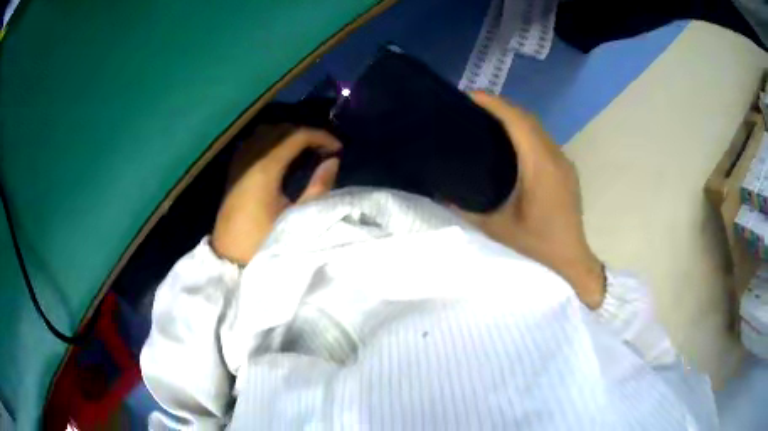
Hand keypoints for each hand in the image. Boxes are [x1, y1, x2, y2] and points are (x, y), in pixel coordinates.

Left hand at [212, 126, 340, 264]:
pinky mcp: (233, 172)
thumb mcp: (297, 218)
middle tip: (324, 149)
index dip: (320, 136)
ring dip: (287, 136)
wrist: (230, 258)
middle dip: (306, 134)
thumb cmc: (264, 241)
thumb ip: (318, 187)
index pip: (296, 136)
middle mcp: (249, 159)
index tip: (338, 148)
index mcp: (265, 169)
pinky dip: (271, 142)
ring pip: (265, 134)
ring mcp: (239, 164)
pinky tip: (280, 157)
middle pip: (280, 130)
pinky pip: (253, 143)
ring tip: (305, 151)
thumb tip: (332, 162)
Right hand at [457, 93, 604, 308]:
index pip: (518, 122)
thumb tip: (440, 192)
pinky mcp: (566, 168)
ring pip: (538, 127)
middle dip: (502, 106)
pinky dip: (525, 131)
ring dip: (514, 117)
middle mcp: (555, 157)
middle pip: (528, 119)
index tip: (471, 96)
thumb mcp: (497, 228)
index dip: (495, 104)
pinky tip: (511, 141)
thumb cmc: (538, 243)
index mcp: (540, 167)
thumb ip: (467, 208)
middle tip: (474, 106)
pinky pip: (543, 139)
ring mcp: (563, 161)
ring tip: (488, 119)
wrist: (572, 257)